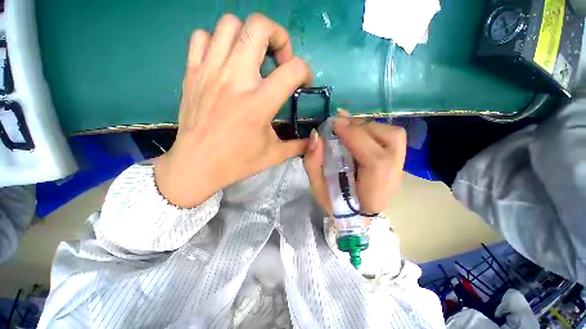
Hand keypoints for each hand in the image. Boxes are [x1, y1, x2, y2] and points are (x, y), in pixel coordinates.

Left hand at [155, 14, 312, 207]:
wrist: (197, 165)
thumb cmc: (237, 162)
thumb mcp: (273, 155)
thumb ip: (298, 145)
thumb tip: (314, 140)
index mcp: (259, 104)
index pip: (293, 69)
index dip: (305, 71)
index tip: (302, 82)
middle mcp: (235, 80)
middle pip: (259, 27)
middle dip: (278, 36)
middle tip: (279, 59)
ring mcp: (210, 72)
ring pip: (230, 24)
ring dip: (248, 37)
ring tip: (253, 58)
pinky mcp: (192, 73)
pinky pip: (203, 37)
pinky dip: (218, 42)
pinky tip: (225, 61)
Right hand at [304, 111, 406, 215]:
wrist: (356, 215)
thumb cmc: (335, 204)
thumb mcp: (317, 187)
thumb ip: (313, 163)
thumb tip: (316, 136)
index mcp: (374, 193)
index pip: (376, 160)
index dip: (356, 137)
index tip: (335, 125)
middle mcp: (394, 179)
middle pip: (391, 140)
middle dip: (362, 127)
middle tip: (339, 125)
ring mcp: (399, 169)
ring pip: (394, 135)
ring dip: (368, 126)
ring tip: (347, 128)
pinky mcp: (396, 162)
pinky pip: (391, 137)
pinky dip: (372, 129)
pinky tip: (356, 132)